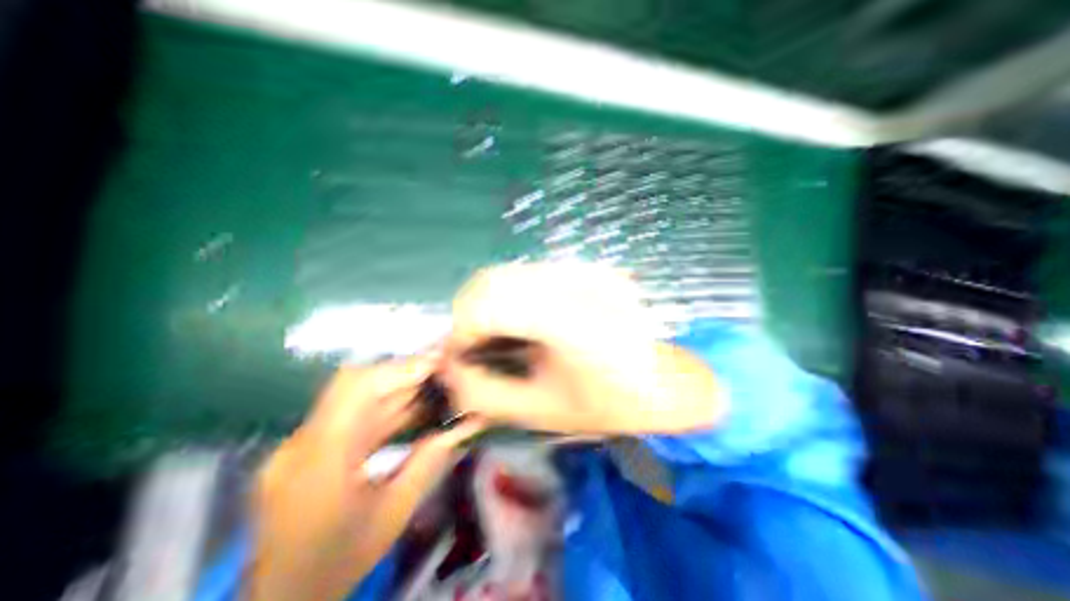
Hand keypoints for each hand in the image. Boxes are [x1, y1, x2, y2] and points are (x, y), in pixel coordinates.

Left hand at [248, 354, 483, 598]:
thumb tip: (464, 425)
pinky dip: (388, 405)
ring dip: (400, 387)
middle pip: (356, 386)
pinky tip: (415, 405)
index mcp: (319, 461)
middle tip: (442, 369)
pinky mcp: (310, 446)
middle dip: (404, 373)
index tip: (436, 361)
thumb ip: (429, 462)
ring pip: (357, 398)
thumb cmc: (339, 562)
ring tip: (436, 383)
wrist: (282, 600)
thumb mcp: (393, 514)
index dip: (398, 369)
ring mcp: (303, 443)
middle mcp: (303, 443)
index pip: (355, 390)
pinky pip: (354, 414)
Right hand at [438, 264, 721, 436]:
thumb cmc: (607, 404)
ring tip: (499, 335)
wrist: (663, 380)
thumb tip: (449, 366)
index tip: (464, 355)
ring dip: (489, 304)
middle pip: (493, 278)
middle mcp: (578, 282)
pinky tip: (524, 321)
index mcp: (573, 321)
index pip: (491, 300)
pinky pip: (528, 274)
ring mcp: (584, 269)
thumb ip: (482, 392)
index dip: (464, 328)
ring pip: (508, 272)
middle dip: (471, 314)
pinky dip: (511, 296)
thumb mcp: (539, 412)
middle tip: (477, 346)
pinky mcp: (586, 267)